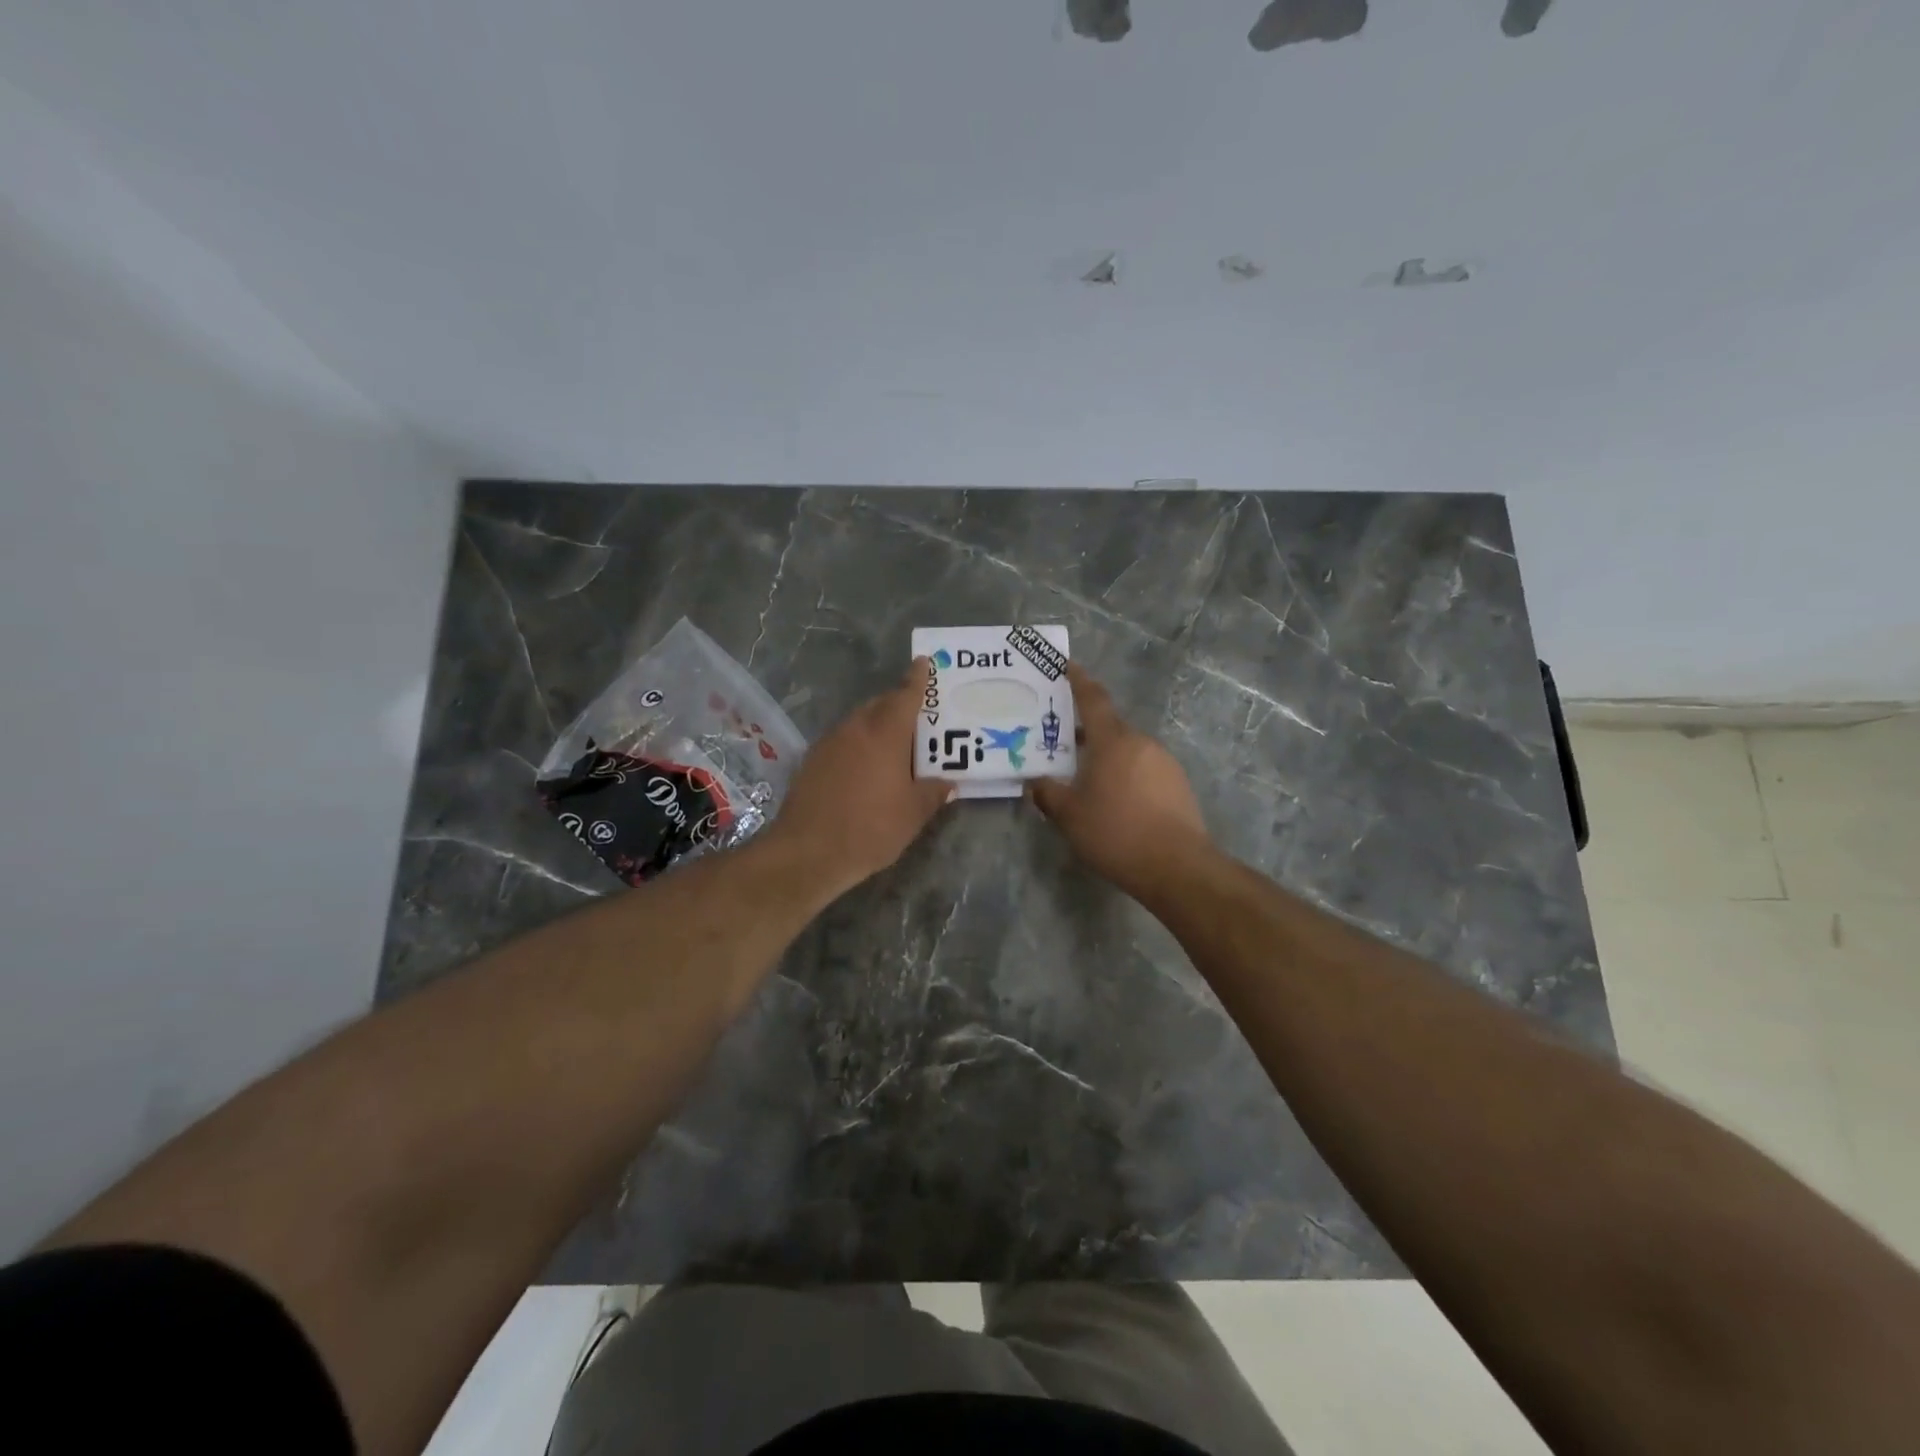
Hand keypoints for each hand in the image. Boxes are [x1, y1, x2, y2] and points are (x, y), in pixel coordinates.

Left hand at [766, 657, 953, 897]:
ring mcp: (829, 743)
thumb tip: (946, 783)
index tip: (922, 662)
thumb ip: (932, 793)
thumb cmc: (870, 827)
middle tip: (917, 714)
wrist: (808, 851)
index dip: (917, 679)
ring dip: (876, 724)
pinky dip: (858, 744)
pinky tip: (865, 767)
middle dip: (898, 703)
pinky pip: (843, 740)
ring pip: (859, 722)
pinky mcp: (812, 761)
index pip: (905, 695)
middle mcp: (856, 729)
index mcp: (886, 733)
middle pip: (880, 704)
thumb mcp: (913, 814)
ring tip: (895, 743)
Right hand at [1029, 664, 1212, 899]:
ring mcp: (1164, 762)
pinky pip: (1143, 770)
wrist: (1176, 867)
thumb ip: (1048, 794)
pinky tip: (1114, 802)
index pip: (1093, 699)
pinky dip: (1125, 776)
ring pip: (1127, 751)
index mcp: (1113, 741)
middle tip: (1061, 744)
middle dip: (1086, 732)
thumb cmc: (1115, 833)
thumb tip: (1035, 782)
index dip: (1078, 680)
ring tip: (1085, 780)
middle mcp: (1141, 743)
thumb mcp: (1069, 816)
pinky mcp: (1178, 785)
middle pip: (1109, 727)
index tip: (1067, 665)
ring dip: (1106, 758)